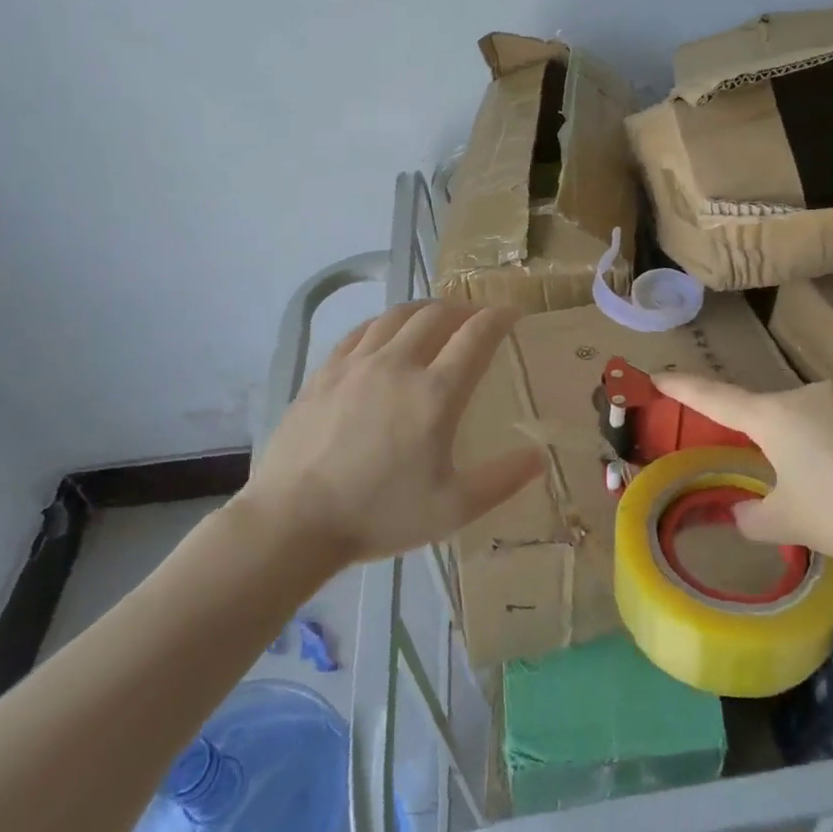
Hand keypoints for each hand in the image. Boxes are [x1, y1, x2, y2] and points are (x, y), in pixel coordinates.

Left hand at [240, 301, 544, 565]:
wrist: (293, 522)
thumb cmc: (379, 516)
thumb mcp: (453, 508)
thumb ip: (502, 480)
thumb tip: (539, 457)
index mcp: (435, 394)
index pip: (476, 335)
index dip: (499, 317)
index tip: (513, 314)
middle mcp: (398, 364)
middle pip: (437, 315)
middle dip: (465, 310)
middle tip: (477, 321)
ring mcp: (356, 364)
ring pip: (398, 315)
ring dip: (426, 310)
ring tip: (437, 320)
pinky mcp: (325, 371)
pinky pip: (362, 331)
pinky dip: (386, 323)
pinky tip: (387, 335)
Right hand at [654, 376, 832, 563]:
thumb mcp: (789, 523)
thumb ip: (752, 517)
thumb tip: (742, 511)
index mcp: (773, 416)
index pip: (715, 398)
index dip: (683, 387)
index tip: (658, 375)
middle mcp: (804, 394)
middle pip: (765, 414)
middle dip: (761, 443)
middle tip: (776, 483)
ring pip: (804, 421)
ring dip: (801, 448)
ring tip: (825, 492)